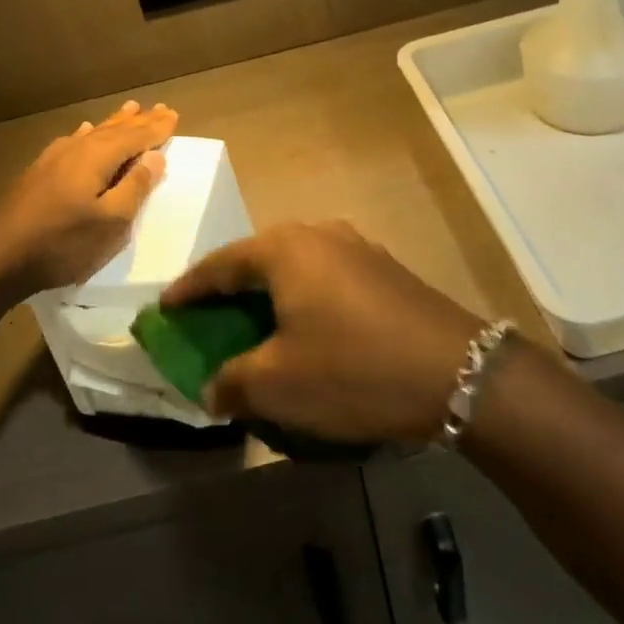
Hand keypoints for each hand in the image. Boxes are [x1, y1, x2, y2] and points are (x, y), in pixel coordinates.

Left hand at [0, 100, 177, 299]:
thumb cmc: (62, 242)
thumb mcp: (111, 222)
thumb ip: (135, 187)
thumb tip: (155, 156)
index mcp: (98, 157)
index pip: (136, 137)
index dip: (157, 128)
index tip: (174, 115)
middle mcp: (77, 149)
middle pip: (115, 130)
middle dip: (139, 121)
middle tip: (159, 107)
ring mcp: (54, 159)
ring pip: (93, 133)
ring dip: (115, 122)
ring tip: (129, 109)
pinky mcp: (39, 172)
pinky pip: (73, 141)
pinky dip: (86, 134)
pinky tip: (83, 131)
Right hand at [160, 221, 486, 442]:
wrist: (459, 372)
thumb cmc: (353, 369)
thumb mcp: (280, 384)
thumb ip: (233, 382)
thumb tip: (212, 389)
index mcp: (283, 249)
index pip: (219, 264)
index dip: (188, 289)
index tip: (165, 307)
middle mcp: (317, 234)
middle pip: (257, 259)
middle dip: (229, 290)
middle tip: (207, 318)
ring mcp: (356, 247)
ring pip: (295, 267)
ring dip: (269, 295)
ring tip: (255, 324)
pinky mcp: (384, 269)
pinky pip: (326, 278)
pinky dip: (303, 299)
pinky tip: (307, 329)